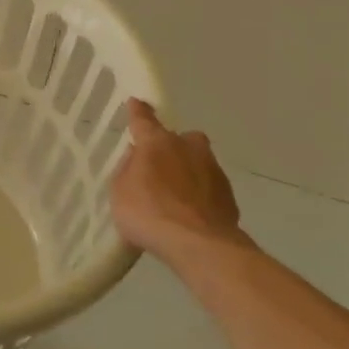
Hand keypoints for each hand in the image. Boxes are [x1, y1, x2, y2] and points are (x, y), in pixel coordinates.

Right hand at [110, 99, 252, 265]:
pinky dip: (200, 195)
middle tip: (159, 167)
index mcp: (157, 142)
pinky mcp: (228, 194)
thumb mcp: (120, 191)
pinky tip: (191, 214)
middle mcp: (188, 147)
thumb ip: (128, 169)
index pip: (144, 119)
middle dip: (171, 147)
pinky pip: (208, 187)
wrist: (200, 245)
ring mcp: (212, 169)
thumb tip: (138, 158)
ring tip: (175, 197)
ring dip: (187, 172)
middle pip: (179, 138)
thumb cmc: (149, 213)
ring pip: (197, 161)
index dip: (138, 111)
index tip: (136, 102)